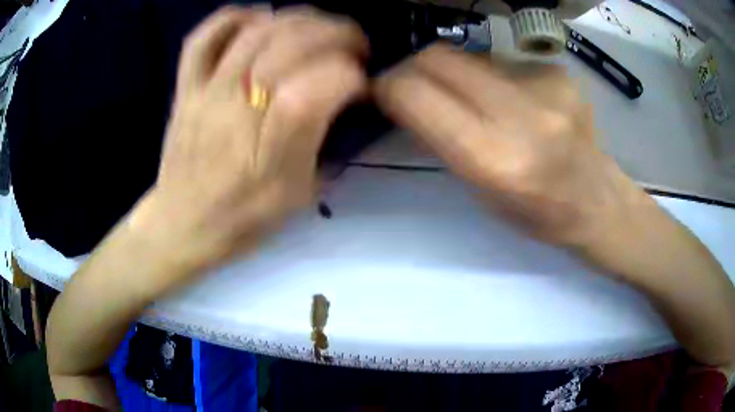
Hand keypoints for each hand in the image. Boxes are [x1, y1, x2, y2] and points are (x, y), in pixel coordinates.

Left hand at [138, 6, 367, 276]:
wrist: (183, 224)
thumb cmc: (243, 217)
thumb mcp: (299, 194)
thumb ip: (327, 144)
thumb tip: (344, 100)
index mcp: (272, 146)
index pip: (323, 83)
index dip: (352, 74)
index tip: (361, 83)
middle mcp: (238, 108)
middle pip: (292, 42)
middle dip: (337, 33)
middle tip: (353, 44)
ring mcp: (206, 92)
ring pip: (256, 29)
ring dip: (298, 18)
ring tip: (317, 28)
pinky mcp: (185, 88)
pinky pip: (203, 37)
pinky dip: (234, 17)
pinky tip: (259, 19)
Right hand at [376, 45, 734, 374]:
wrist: (597, 202)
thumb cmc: (537, 214)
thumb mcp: (479, 190)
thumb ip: (441, 138)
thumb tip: (407, 98)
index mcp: (495, 159)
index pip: (417, 94)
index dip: (388, 86)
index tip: (381, 90)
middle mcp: (522, 114)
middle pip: (439, 58)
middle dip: (414, 67)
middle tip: (414, 84)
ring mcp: (547, 86)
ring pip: (470, 56)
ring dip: (456, 73)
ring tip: (475, 100)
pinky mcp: (560, 71)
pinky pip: (504, 61)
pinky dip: (493, 76)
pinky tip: (515, 100)